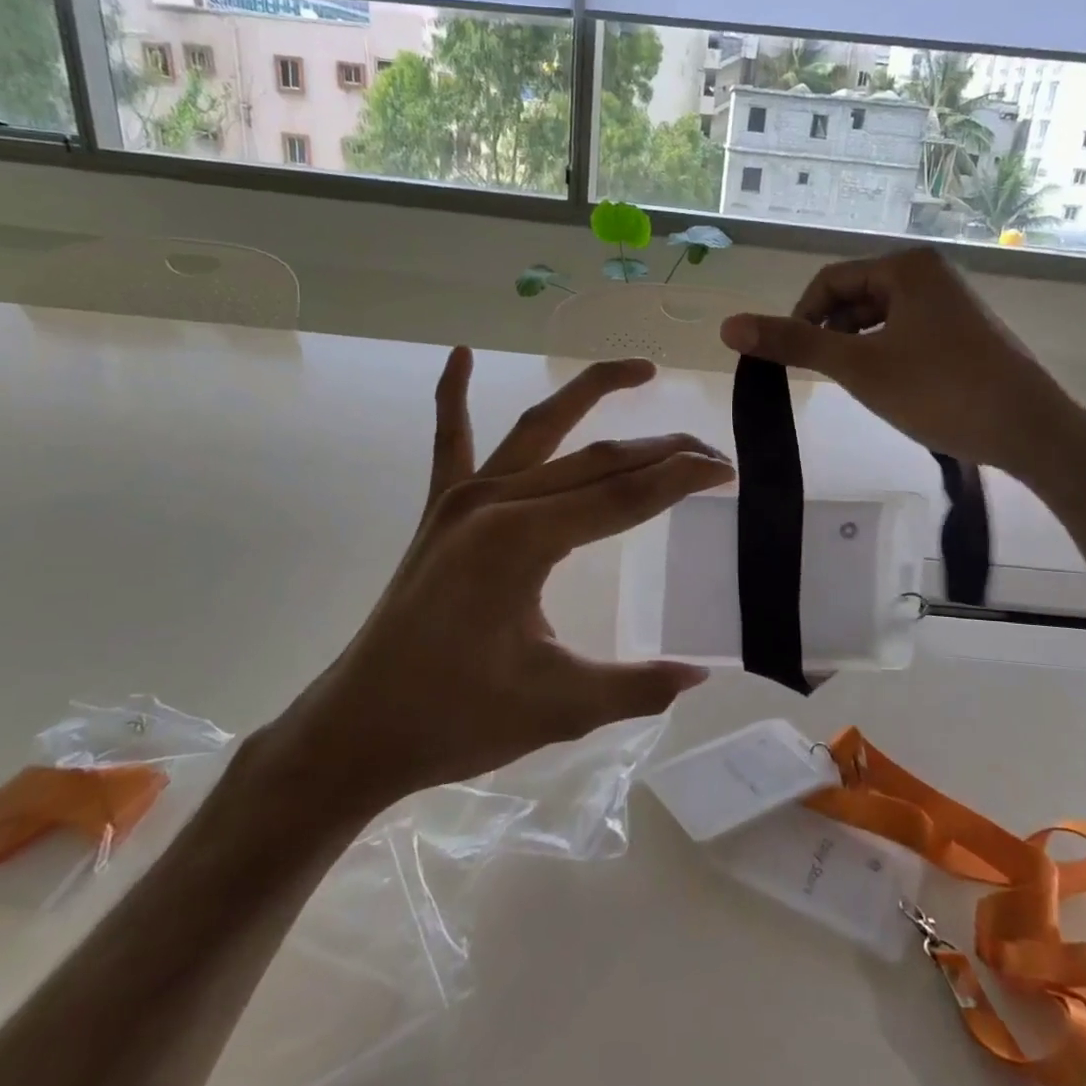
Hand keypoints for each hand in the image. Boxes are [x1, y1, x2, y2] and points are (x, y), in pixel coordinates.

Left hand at [261, 349, 731, 829]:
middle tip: (710, 450)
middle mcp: (493, 501)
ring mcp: (461, 499)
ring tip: (640, 370)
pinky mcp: (439, 510)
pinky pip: (449, 440)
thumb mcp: (558, 707)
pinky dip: (452, 394)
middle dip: (659, 450)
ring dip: (589, 393)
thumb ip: (635, 685)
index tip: (727, 470)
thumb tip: (700, 674)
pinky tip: (459, 354)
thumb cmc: (455, 720)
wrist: (358, 731)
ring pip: (538, 429)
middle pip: (595, 459)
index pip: (622, 497)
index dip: (680, 480)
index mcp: (522, 541)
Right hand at [720, 248, 1085, 486]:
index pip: (828, 282)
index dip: (800, 319)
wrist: (1030, 429)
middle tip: (827, 378)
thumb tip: (728, 325)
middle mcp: (930, 274)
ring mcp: (951, 303)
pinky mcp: (964, 332)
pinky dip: (885, 356)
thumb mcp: (858, 366)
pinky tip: (890, 389)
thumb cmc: (940, 390)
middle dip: (831, 335)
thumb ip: (793, 344)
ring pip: (879, 319)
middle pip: (854, 298)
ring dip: (857, 348)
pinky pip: (906, 334)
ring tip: (859, 387)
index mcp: (906, 268)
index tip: (791, 361)